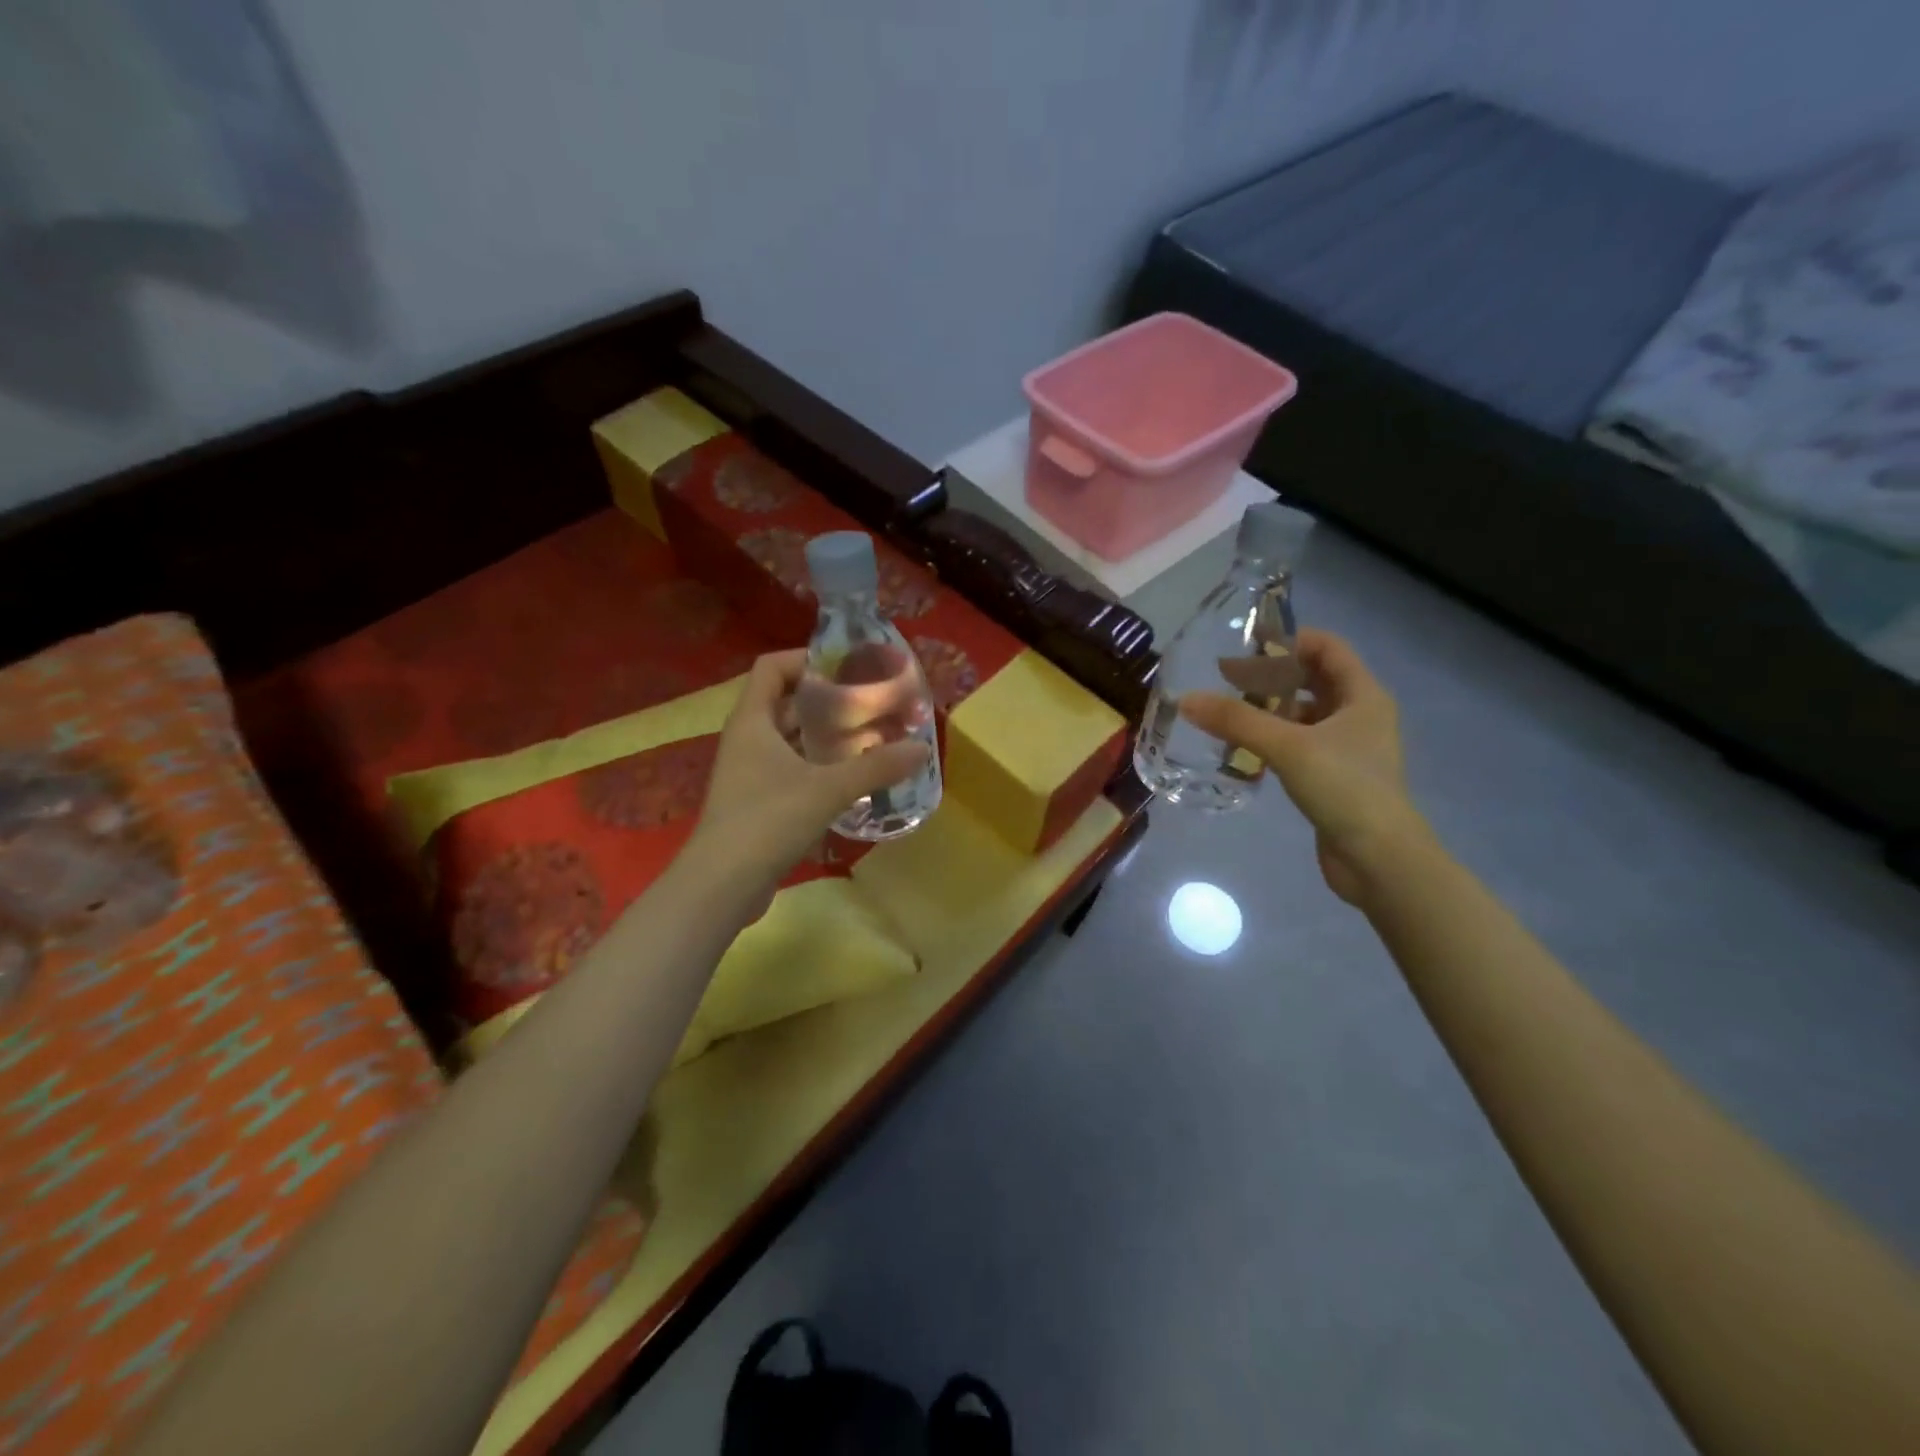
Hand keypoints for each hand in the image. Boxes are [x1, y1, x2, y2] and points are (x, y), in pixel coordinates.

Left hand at [691, 650, 930, 886]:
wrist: (722, 885)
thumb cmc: (768, 820)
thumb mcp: (828, 789)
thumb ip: (876, 767)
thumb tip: (922, 748)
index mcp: (752, 720)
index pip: (772, 667)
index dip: (806, 659)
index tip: (846, 667)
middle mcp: (747, 739)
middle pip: (785, 702)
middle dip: (826, 699)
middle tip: (869, 702)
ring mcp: (749, 772)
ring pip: (790, 739)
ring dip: (824, 736)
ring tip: (868, 736)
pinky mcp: (756, 802)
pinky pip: (791, 769)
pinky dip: (818, 766)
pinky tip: (851, 777)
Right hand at [1180, 630, 1422, 905]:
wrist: (1379, 859)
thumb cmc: (1344, 788)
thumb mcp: (1288, 746)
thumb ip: (1237, 720)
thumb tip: (1186, 699)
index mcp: (1364, 696)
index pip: (1328, 647)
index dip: (1290, 640)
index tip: (1246, 644)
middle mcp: (1360, 715)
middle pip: (1314, 680)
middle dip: (1273, 676)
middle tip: (1228, 679)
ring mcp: (1349, 748)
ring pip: (1305, 715)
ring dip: (1271, 710)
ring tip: (1229, 713)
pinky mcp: (1335, 777)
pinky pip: (1300, 744)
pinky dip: (1274, 739)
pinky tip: (1244, 749)